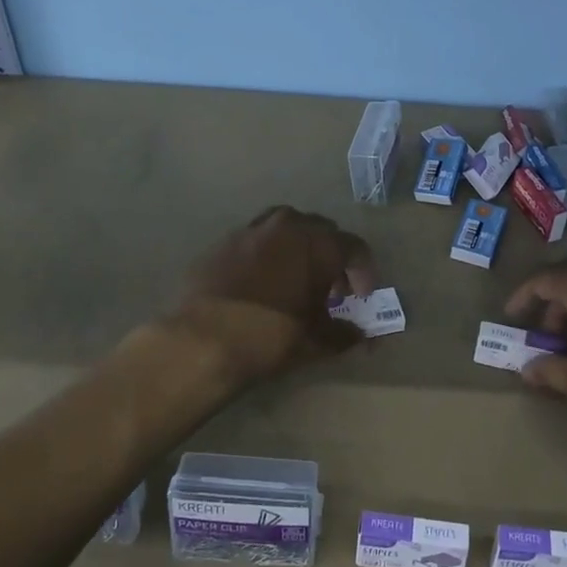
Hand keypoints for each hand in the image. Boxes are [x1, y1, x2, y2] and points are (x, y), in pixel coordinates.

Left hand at [174, 206, 376, 381]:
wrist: (202, 339)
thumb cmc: (271, 336)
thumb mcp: (315, 341)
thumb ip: (344, 334)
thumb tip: (359, 335)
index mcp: (319, 243)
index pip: (356, 248)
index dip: (364, 274)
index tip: (361, 298)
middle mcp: (289, 225)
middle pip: (323, 232)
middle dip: (331, 259)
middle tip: (330, 291)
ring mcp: (253, 228)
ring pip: (288, 229)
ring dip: (299, 250)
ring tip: (295, 281)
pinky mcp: (225, 240)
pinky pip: (257, 240)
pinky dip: (267, 255)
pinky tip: (261, 283)